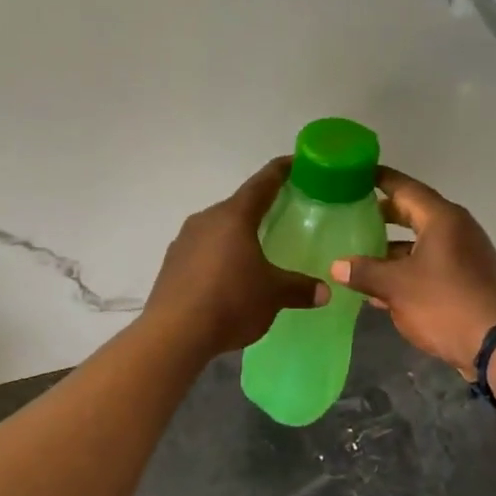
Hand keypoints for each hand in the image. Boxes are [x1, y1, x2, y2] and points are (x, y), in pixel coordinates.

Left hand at [146, 158, 326, 355]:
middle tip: (281, 214)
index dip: (280, 171)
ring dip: (235, 235)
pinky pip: (201, 251)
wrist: (174, 333)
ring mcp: (183, 241)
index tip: (295, 163)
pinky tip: (227, 276)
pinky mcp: (171, 264)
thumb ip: (299, 288)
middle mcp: (205, 219)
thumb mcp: (273, 295)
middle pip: (237, 207)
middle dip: (259, 209)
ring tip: (255, 249)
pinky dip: (218, 256)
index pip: (262, 184)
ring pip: (217, 229)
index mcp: (233, 216)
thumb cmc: (230, 301)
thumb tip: (324, 291)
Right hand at [330, 166, 495, 377]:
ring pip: (420, 242)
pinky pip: (429, 264)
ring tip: (357, 251)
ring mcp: (464, 255)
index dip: (380, 180)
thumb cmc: (444, 303)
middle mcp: (456, 230)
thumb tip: (337, 266)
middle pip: (413, 213)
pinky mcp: (466, 280)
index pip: (405, 188)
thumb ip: (364, 272)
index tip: (355, 175)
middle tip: (351, 213)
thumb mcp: (396, 286)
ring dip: (391, 247)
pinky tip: (379, 286)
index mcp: (442, 219)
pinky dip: (405, 268)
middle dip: (382, 215)